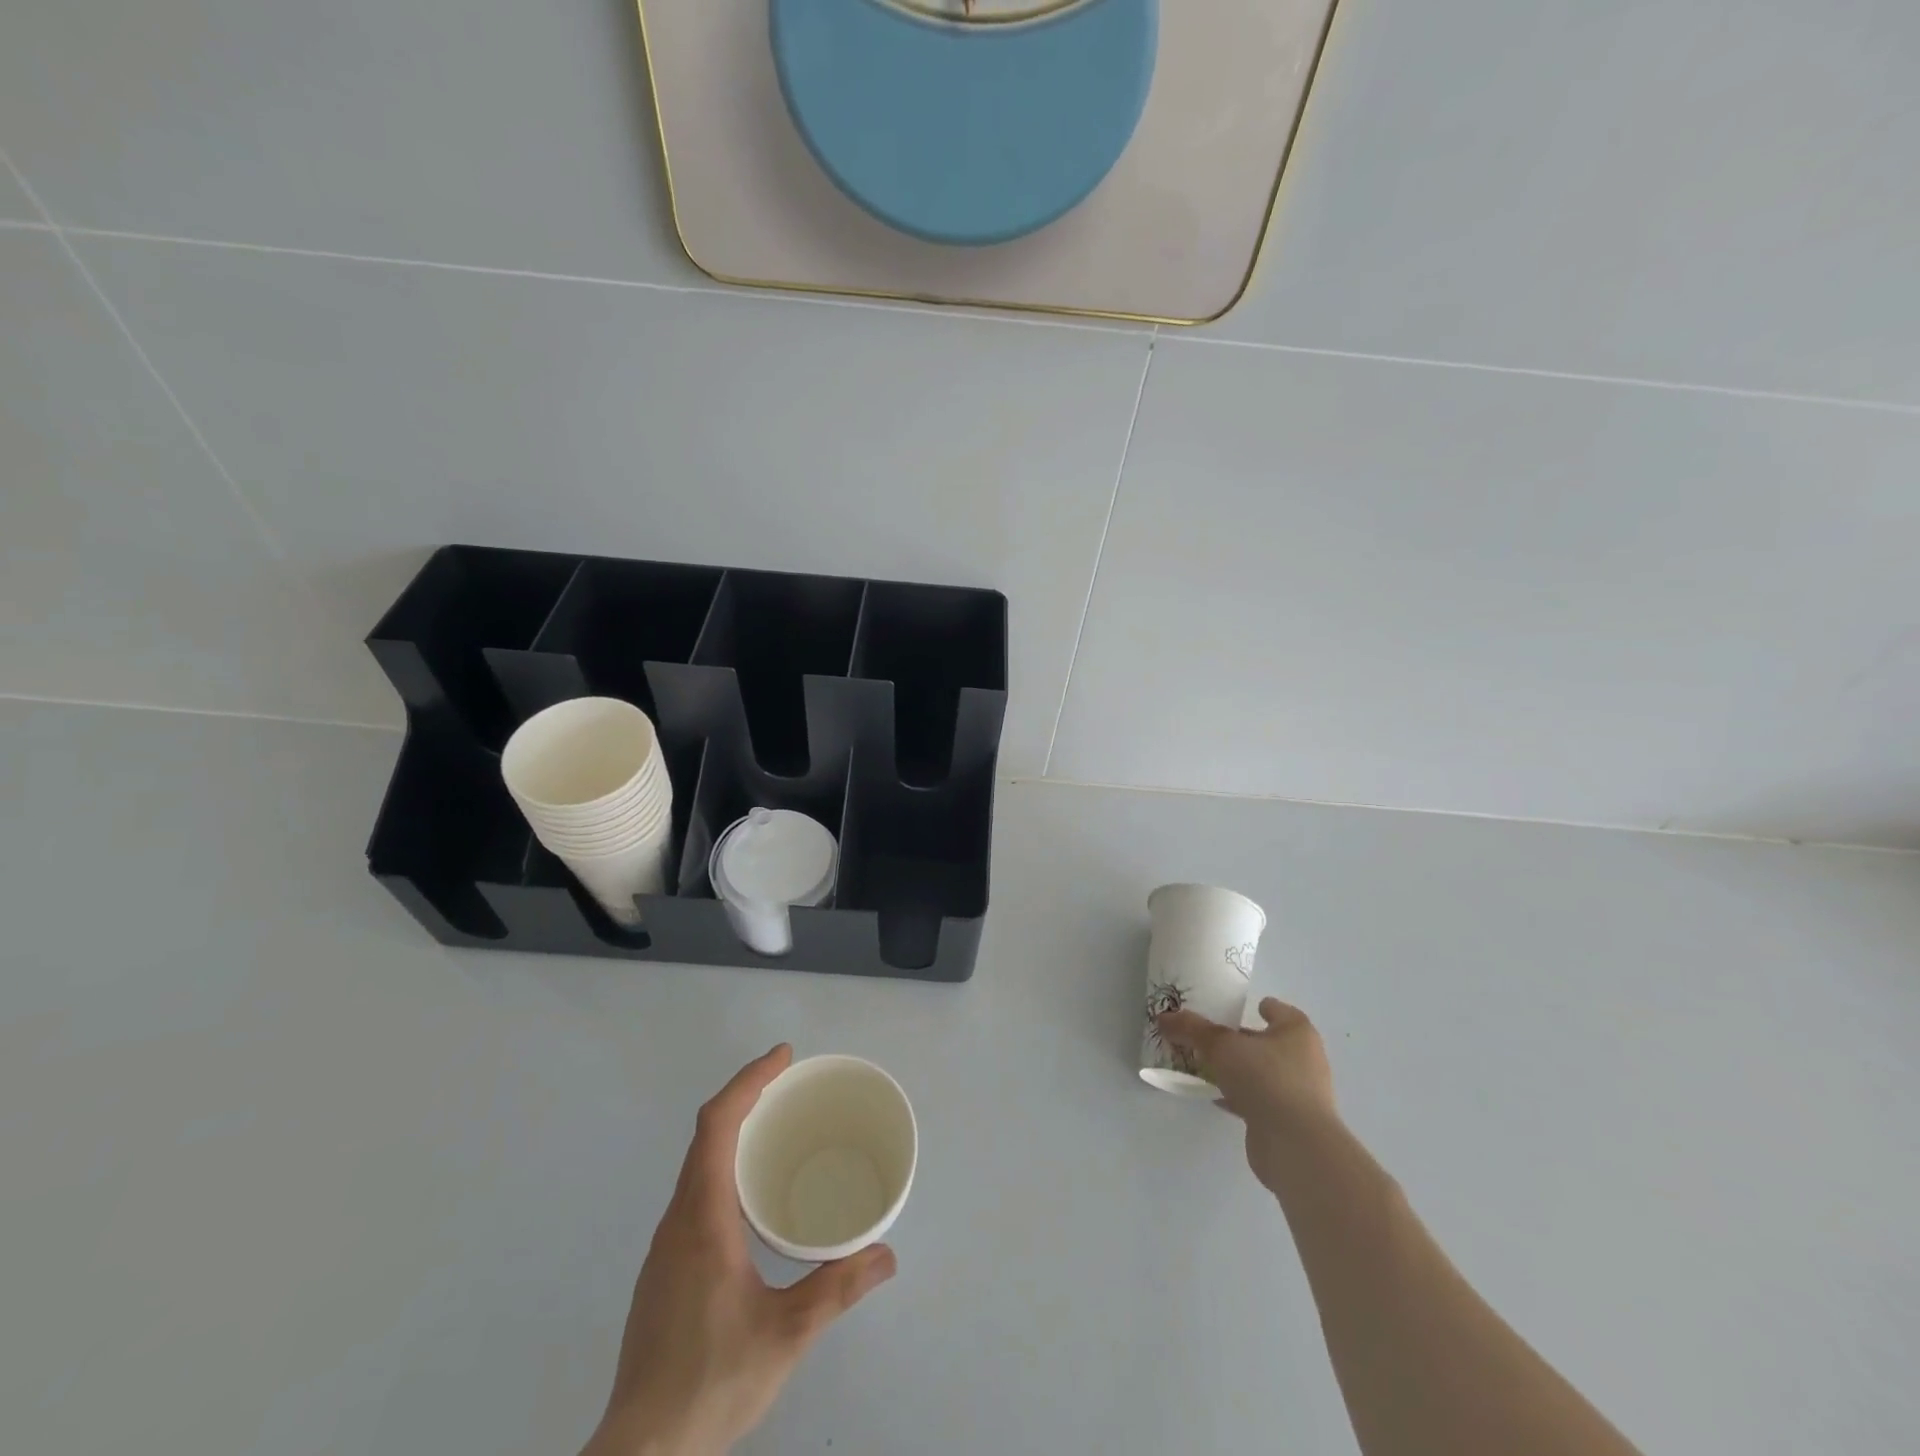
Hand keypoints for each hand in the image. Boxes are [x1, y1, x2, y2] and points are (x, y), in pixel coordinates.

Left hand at [584, 1046, 896, 1455]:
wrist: (640, 1455)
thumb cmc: (710, 1381)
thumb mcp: (785, 1335)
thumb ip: (836, 1290)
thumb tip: (886, 1254)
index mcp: (702, 1216)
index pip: (717, 1124)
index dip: (749, 1080)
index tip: (784, 1058)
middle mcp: (678, 1219)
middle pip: (706, 1135)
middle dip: (747, 1097)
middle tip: (791, 1086)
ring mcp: (666, 1246)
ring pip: (697, 1164)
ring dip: (734, 1132)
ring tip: (777, 1131)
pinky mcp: (665, 1270)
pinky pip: (695, 1191)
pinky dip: (725, 1166)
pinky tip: (752, 1197)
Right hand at [1156, 998, 1338, 1196]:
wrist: (1295, 1146)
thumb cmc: (1265, 1079)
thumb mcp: (1220, 1046)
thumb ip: (1192, 1029)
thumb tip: (1163, 1017)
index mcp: (1297, 1033)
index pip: (1280, 1011)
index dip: (1263, 1007)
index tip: (1243, 1007)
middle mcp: (1304, 1060)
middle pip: (1270, 1043)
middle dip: (1244, 1040)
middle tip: (1212, 1036)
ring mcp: (1299, 1094)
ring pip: (1264, 1073)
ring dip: (1241, 1070)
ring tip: (1208, 1065)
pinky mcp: (1289, 1122)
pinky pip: (1260, 1100)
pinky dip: (1241, 1096)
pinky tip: (1217, 1097)